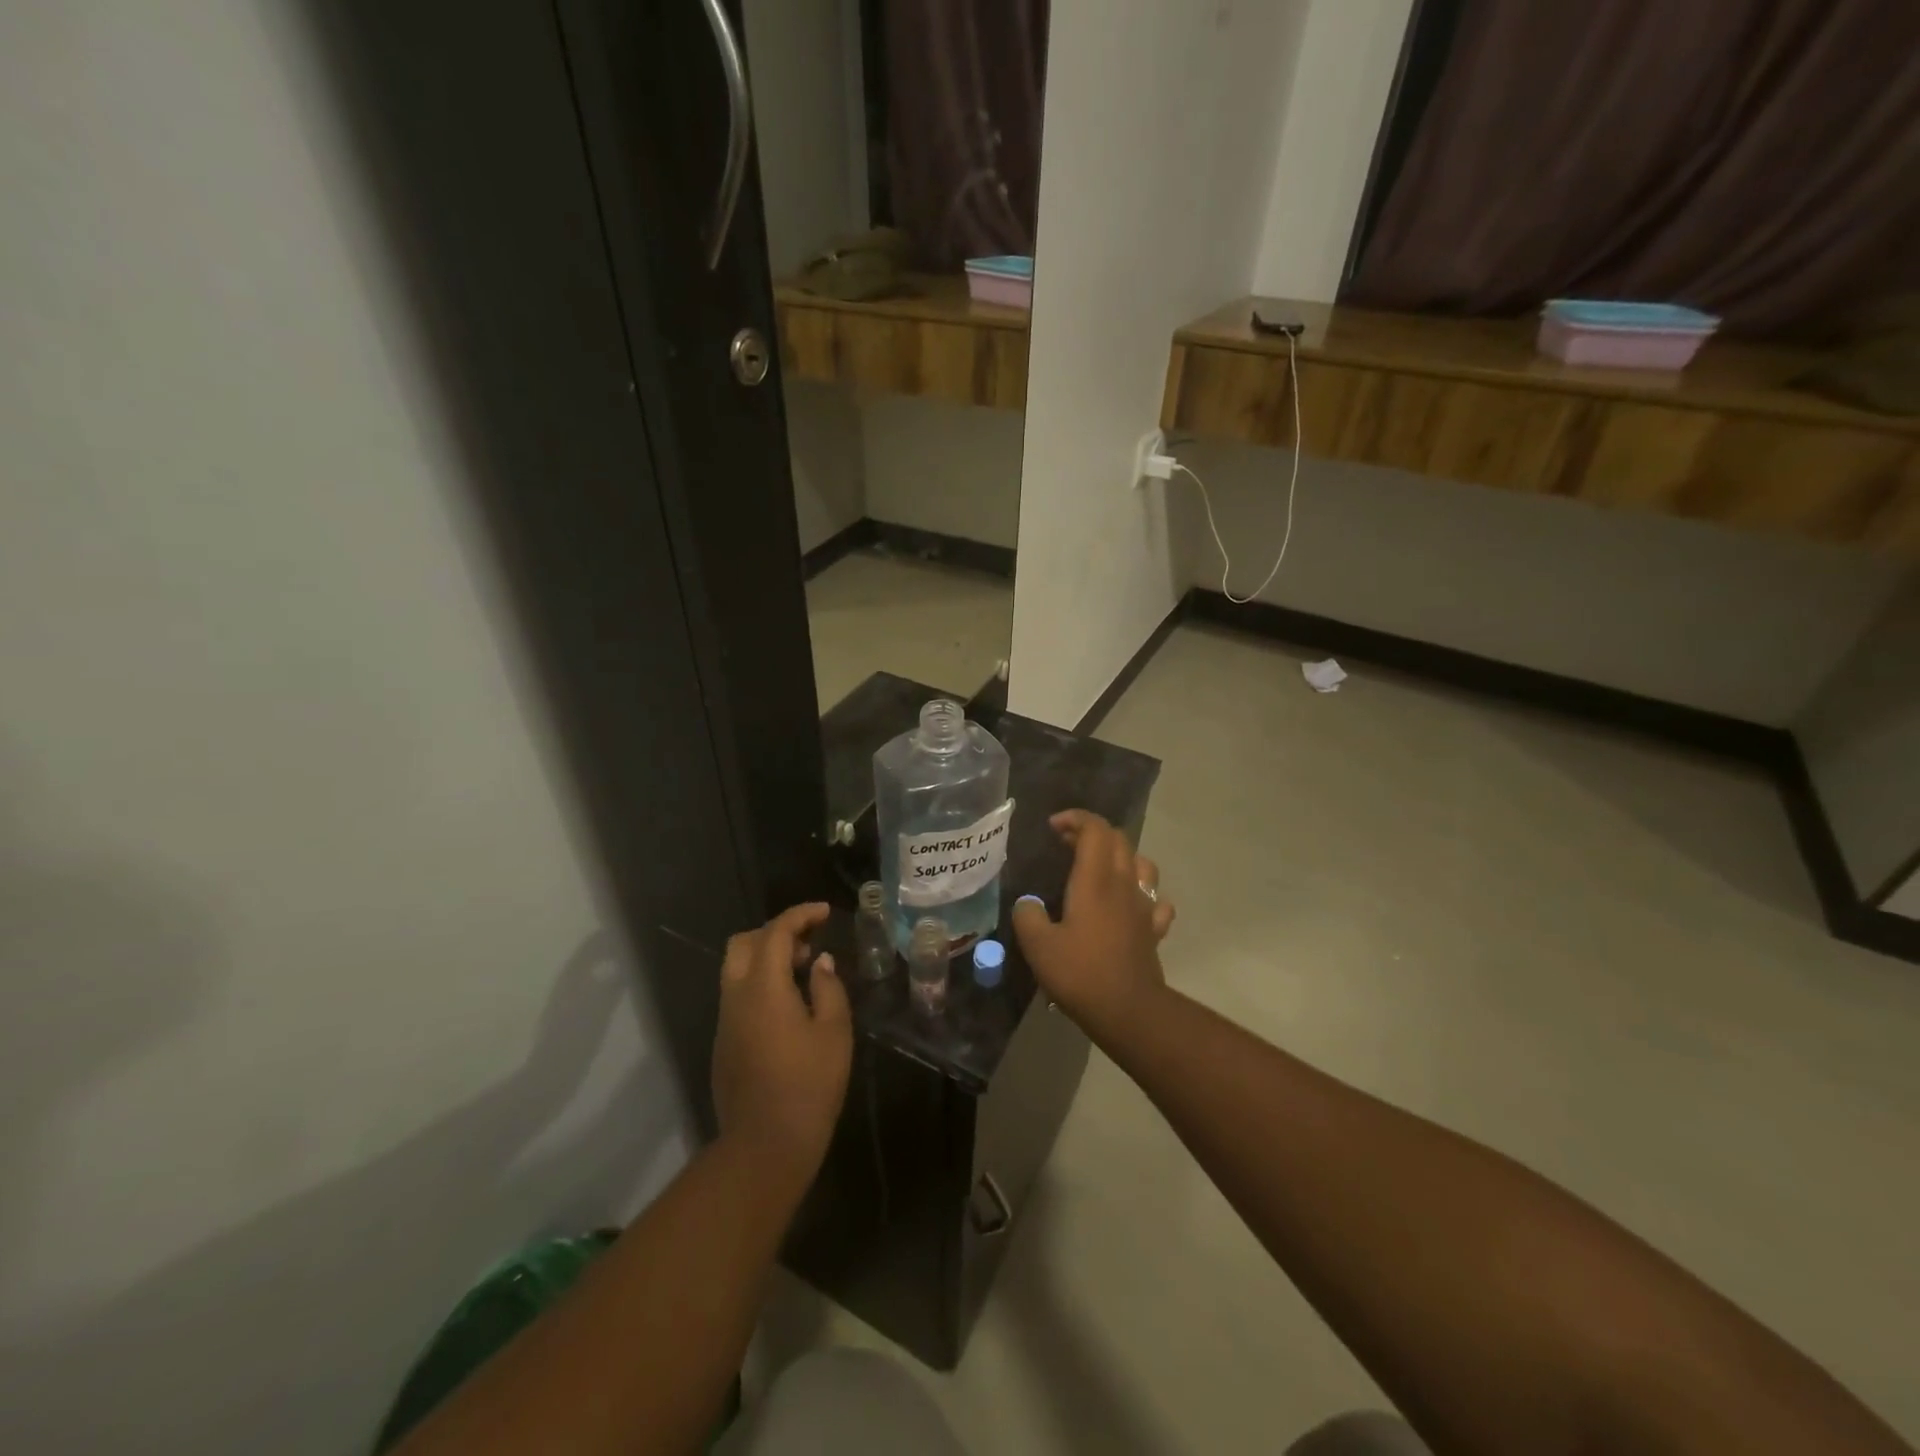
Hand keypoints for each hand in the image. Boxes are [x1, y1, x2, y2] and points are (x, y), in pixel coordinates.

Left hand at [711, 903, 851, 1183]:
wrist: (765, 1145)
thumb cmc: (809, 1085)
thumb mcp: (834, 1032)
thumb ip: (828, 987)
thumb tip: (819, 963)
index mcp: (763, 988)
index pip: (775, 932)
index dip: (800, 915)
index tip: (825, 912)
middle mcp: (736, 996)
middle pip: (744, 943)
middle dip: (775, 932)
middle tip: (809, 944)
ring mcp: (725, 1021)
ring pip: (736, 969)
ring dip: (766, 958)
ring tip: (802, 973)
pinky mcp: (723, 1042)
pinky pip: (737, 995)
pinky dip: (759, 983)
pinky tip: (788, 1005)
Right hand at [1012, 810, 1175, 1042]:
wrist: (1129, 1011)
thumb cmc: (1081, 973)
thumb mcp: (1038, 946)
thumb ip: (1027, 916)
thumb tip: (1027, 904)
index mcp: (1095, 880)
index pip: (1095, 829)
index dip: (1075, 819)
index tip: (1053, 827)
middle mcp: (1123, 884)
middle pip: (1118, 839)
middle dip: (1092, 832)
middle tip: (1066, 843)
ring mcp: (1143, 906)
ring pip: (1142, 863)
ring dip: (1120, 856)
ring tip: (1099, 867)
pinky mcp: (1153, 930)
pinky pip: (1156, 900)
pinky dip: (1143, 892)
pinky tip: (1131, 904)